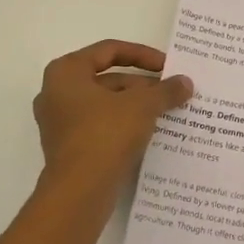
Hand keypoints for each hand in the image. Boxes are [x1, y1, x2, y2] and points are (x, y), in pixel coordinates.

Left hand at [33, 40, 192, 198]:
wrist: (79, 192)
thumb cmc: (105, 134)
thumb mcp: (142, 106)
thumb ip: (165, 90)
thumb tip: (186, 82)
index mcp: (66, 72)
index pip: (109, 50)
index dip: (142, 55)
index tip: (167, 66)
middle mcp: (56, 93)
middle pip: (107, 78)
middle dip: (142, 84)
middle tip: (171, 92)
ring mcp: (60, 123)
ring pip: (105, 104)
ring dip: (135, 106)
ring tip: (167, 111)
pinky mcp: (68, 149)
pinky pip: (100, 127)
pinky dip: (124, 125)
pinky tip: (150, 133)